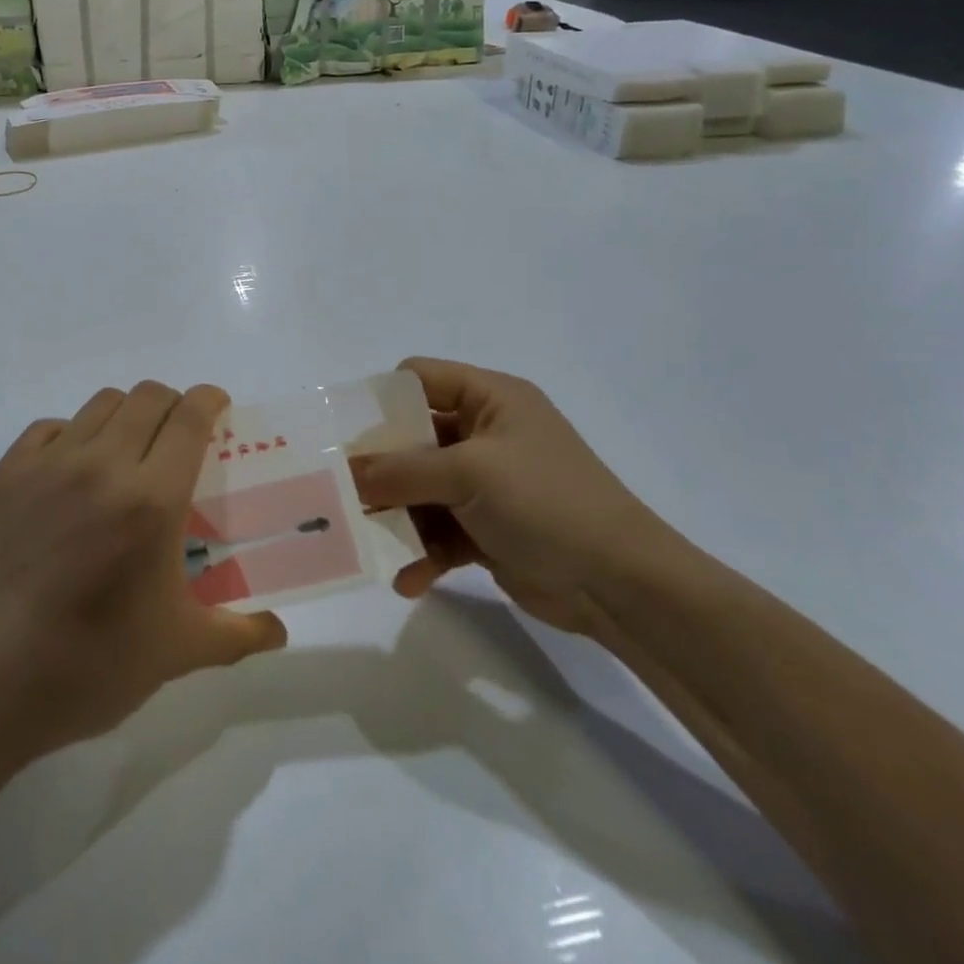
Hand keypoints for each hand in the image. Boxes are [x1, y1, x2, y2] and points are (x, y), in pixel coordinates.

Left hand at [0, 382, 287, 761]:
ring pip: (101, 404)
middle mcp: (103, 465)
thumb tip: (279, 632)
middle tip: (177, 435)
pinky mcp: (7, 473)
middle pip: (147, 397)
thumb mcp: (176, 652)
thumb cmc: (91, 665)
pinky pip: (51, 427)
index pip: (189, 418)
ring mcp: (49, 464)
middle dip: (173, 403)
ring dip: (126, 415)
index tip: (218, 407)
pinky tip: (73, 469)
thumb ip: (236, 633)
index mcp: (152, 500)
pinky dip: (73, 434)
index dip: (209, 400)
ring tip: (127, 450)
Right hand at [351, 358, 683, 634]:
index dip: (381, 400)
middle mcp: (486, 433)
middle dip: (379, 467)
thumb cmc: (547, 503)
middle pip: (413, 437)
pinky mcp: (488, 527)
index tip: (344, 433)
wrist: (623, 585)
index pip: (420, 378)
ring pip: (421, 488)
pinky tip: (407, 580)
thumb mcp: (468, 474)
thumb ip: (400, 470)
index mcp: (490, 399)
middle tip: (340, 489)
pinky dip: (423, 552)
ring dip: (397, 516)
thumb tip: (345, 471)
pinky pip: (441, 530)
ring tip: (365, 540)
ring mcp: (487, 483)